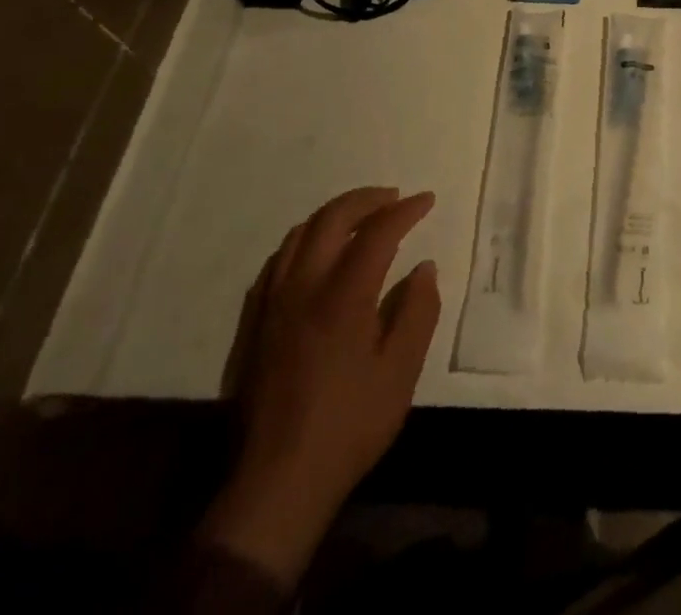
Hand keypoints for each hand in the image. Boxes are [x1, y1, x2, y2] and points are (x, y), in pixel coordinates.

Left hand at [200, 187, 439, 587]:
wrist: (276, 483)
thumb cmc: (348, 425)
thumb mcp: (401, 373)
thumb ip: (417, 313)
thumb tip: (424, 269)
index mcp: (342, 297)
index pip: (376, 233)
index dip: (405, 211)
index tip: (426, 200)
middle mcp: (303, 288)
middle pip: (331, 220)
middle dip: (366, 200)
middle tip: (394, 198)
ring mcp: (272, 305)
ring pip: (298, 235)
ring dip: (333, 215)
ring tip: (359, 217)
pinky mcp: (254, 325)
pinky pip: (277, 262)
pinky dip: (303, 241)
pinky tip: (315, 253)